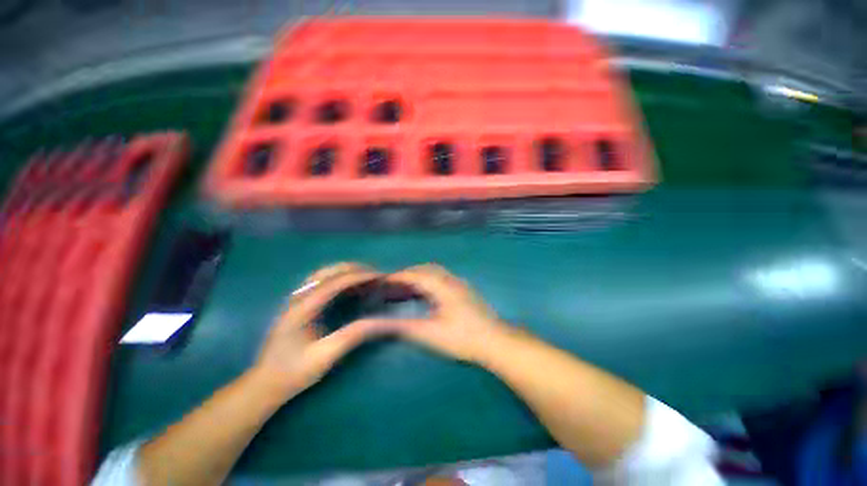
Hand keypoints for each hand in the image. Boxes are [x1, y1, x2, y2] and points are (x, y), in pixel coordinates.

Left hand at [253, 263, 389, 400]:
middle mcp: (297, 298)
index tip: (380, 276)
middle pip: (327, 272)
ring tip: (364, 275)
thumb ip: (353, 335)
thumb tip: (381, 321)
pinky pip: (319, 282)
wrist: (264, 385)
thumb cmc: (293, 373)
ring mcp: (295, 300)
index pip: (335, 283)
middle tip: (374, 274)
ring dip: (345, 270)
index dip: (360, 277)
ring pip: (322, 274)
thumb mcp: (325, 356)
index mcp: (302, 309)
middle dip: (353, 269)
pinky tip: (347, 285)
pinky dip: (337, 277)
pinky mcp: (297, 305)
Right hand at [380, 264, 507, 362]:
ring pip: (433, 273)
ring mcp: (459, 283)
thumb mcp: (430, 333)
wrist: (496, 342)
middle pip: (424, 270)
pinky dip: (427, 283)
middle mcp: (450, 279)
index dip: (396, 277)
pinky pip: (441, 279)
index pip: (414, 275)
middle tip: (390, 286)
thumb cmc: (462, 338)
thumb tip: (379, 322)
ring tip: (404, 290)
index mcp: (441, 285)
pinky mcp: (463, 290)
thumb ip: (403, 326)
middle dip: (406, 275)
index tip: (380, 282)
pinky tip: (424, 295)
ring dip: (417, 277)